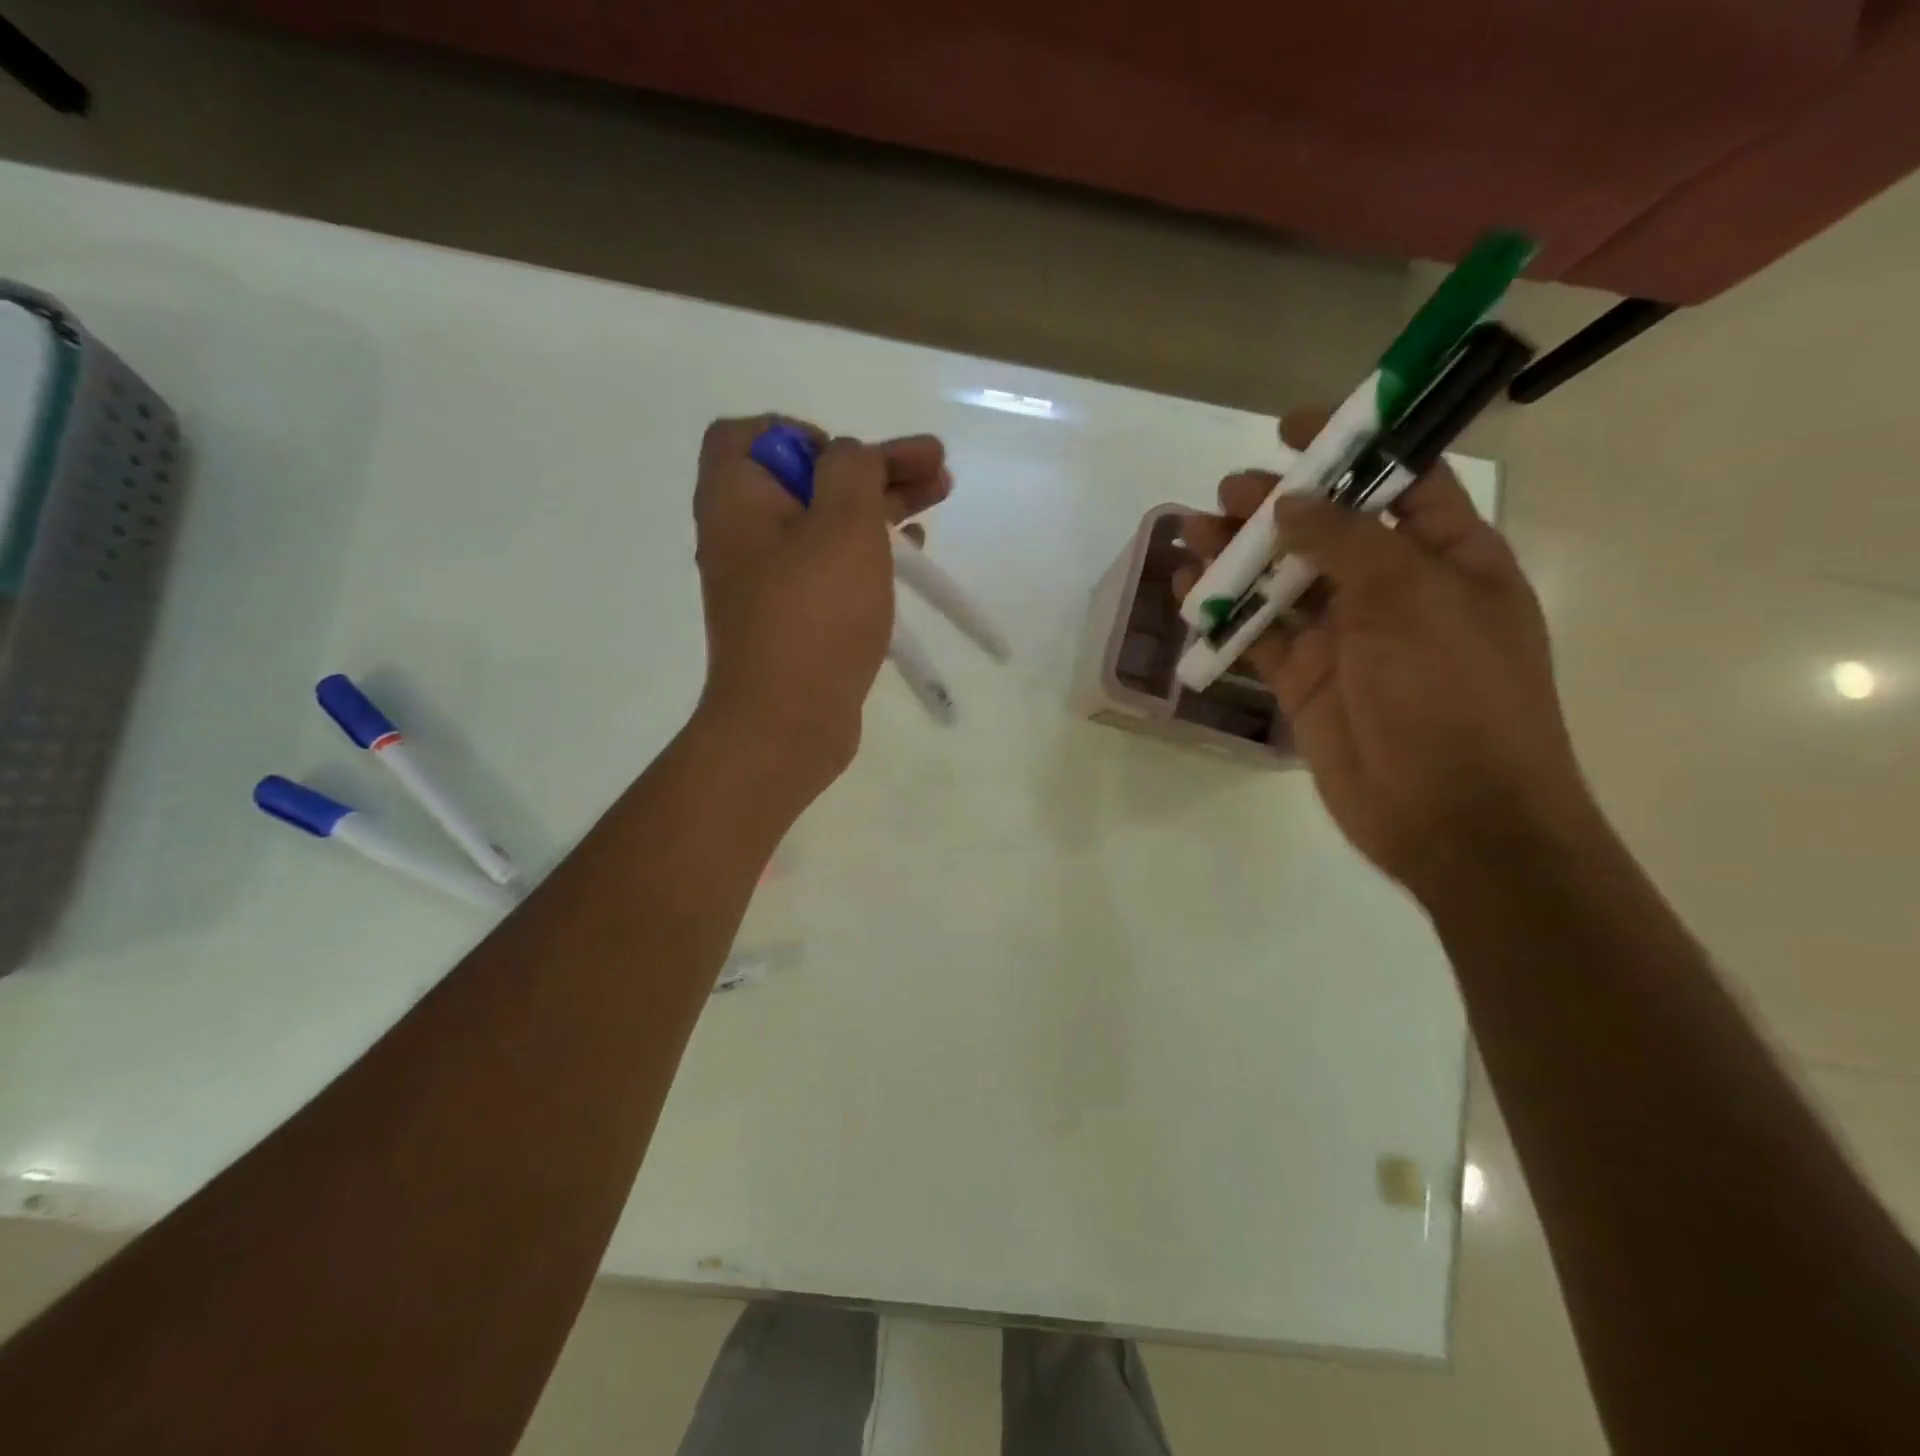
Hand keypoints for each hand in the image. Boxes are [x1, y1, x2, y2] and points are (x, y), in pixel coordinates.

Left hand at [691, 415, 949, 788]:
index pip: (748, 435)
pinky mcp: (796, 619)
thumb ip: (852, 468)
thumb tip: (848, 458)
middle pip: (807, 478)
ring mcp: (770, 582)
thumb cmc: (814, 614)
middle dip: (873, 466)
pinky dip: (870, 551)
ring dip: (881, 504)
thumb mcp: (843, 522)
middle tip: (936, 466)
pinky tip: (913, 552)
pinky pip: (832, 568)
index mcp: (736, 499)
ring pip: (828, 523)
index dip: (803, 433)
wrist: (788, 722)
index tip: (850, 458)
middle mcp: (744, 535)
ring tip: (941, 494)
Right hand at [1178, 409, 1597, 900]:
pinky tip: (1188, 588)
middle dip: (1278, 504)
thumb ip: (1346, 542)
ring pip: (1283, 581)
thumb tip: (1290, 501)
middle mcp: (1395, 592)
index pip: (1401, 482)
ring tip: (1190, 529)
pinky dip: (1224, 612)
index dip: (1352, 447)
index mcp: (1450, 559)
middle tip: (1227, 492)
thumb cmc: (1454, 694)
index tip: (1293, 426)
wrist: (1451, 815)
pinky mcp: (1304, 681)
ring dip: (1239, 555)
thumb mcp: (1411, 599)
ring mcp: (1345, 639)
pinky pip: (1258, 635)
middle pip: (1328, 530)